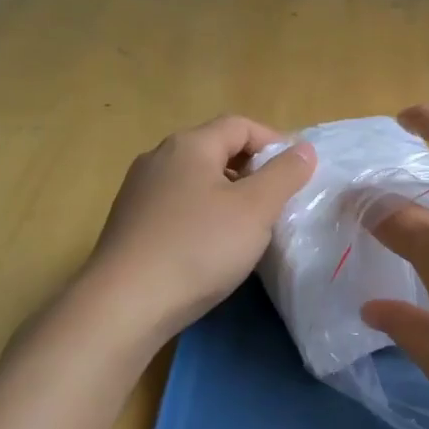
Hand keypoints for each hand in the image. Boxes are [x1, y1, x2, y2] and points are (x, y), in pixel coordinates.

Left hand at [74, 116, 315, 348]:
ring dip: (227, 193)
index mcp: (190, 145)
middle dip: (251, 168)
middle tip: (277, 200)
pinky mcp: (129, 223)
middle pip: (215, 149)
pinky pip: (177, 205)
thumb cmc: (199, 248)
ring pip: (195, 179)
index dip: (274, 142)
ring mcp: (139, 191)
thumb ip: (284, 175)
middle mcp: (159, 158)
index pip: (240, 125)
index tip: (297, 173)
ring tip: (249, 225)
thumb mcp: (255, 209)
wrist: (125, 304)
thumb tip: (304, 149)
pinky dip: (202, 213)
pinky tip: (211, 246)